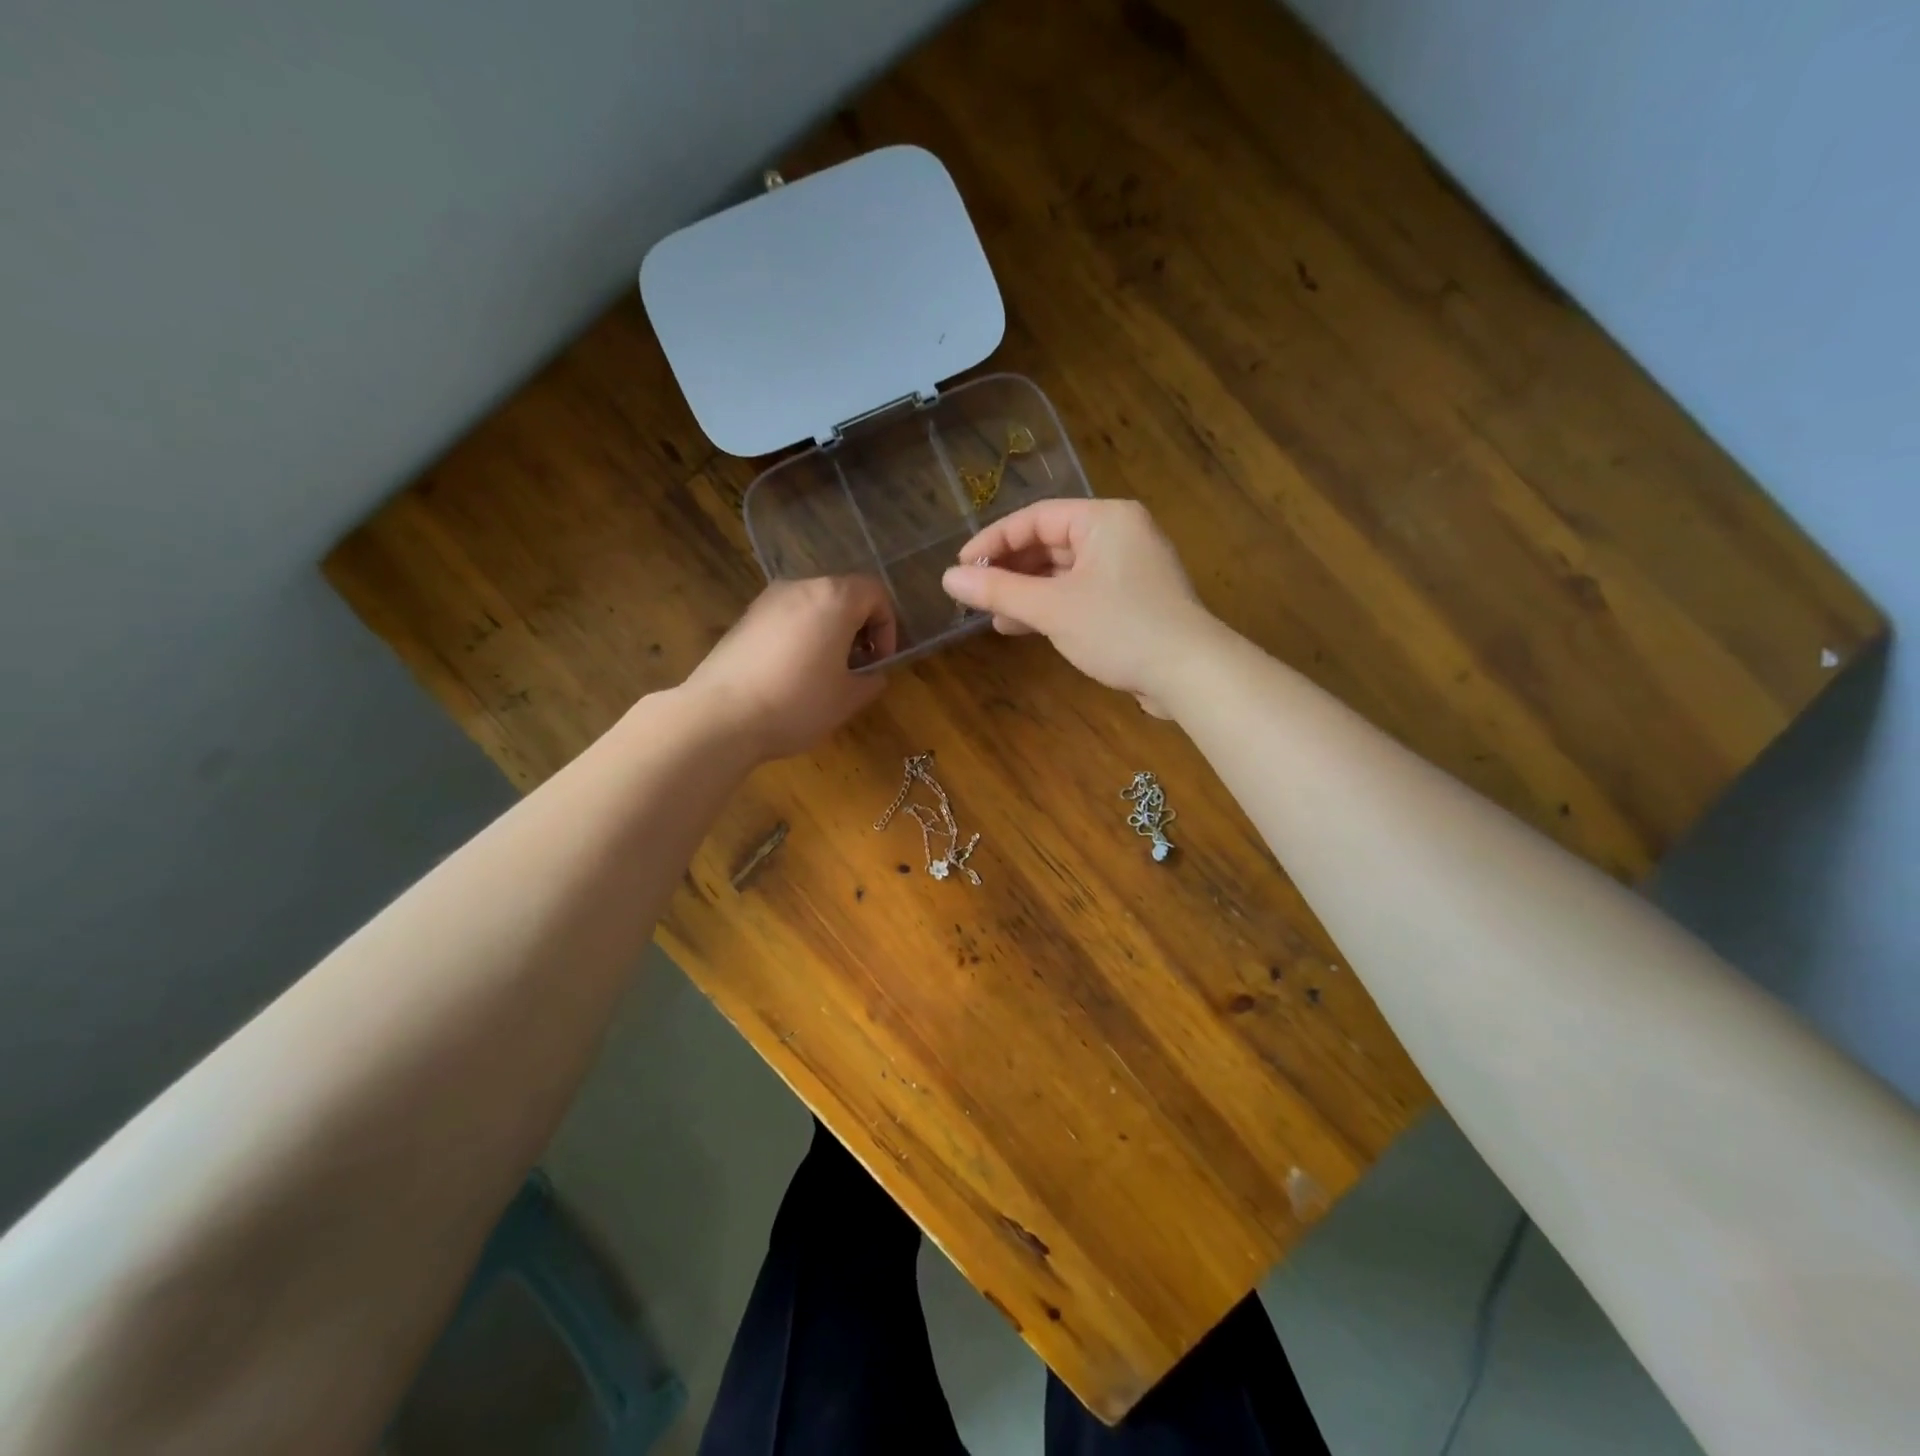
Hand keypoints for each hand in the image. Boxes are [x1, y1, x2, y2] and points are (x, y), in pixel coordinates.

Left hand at [682, 575, 897, 759]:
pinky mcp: (744, 619)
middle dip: (858, 628)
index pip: (876, 593)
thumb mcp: (848, 698)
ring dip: (828, 632)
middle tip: (857, 667)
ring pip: (813, 606)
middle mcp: (800, 587)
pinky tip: (792, 674)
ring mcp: (767, 600)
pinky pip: (786, 618)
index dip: (887, 627)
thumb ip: (871, 679)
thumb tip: (872, 673)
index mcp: (834, 598)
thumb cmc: (797, 703)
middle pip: (843, 595)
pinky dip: (800, 636)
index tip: (880, 662)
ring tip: (824, 673)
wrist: (720, 716)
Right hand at [942, 499, 1217, 716]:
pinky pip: (1081, 592)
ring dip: (1027, 592)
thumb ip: (999, 590)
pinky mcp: (1133, 599)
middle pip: (1050, 543)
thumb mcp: (1052, 608)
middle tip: (974, 593)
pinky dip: (1052, 606)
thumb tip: (948, 578)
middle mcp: (1119, 534)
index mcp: (1104, 519)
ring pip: (1064, 571)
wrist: (1189, 673)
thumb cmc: (1120, 628)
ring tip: (992, 615)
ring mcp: (1129, 568)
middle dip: (1010, 570)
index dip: (993, 541)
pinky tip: (1022, 627)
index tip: (961, 567)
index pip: (1036, 518)